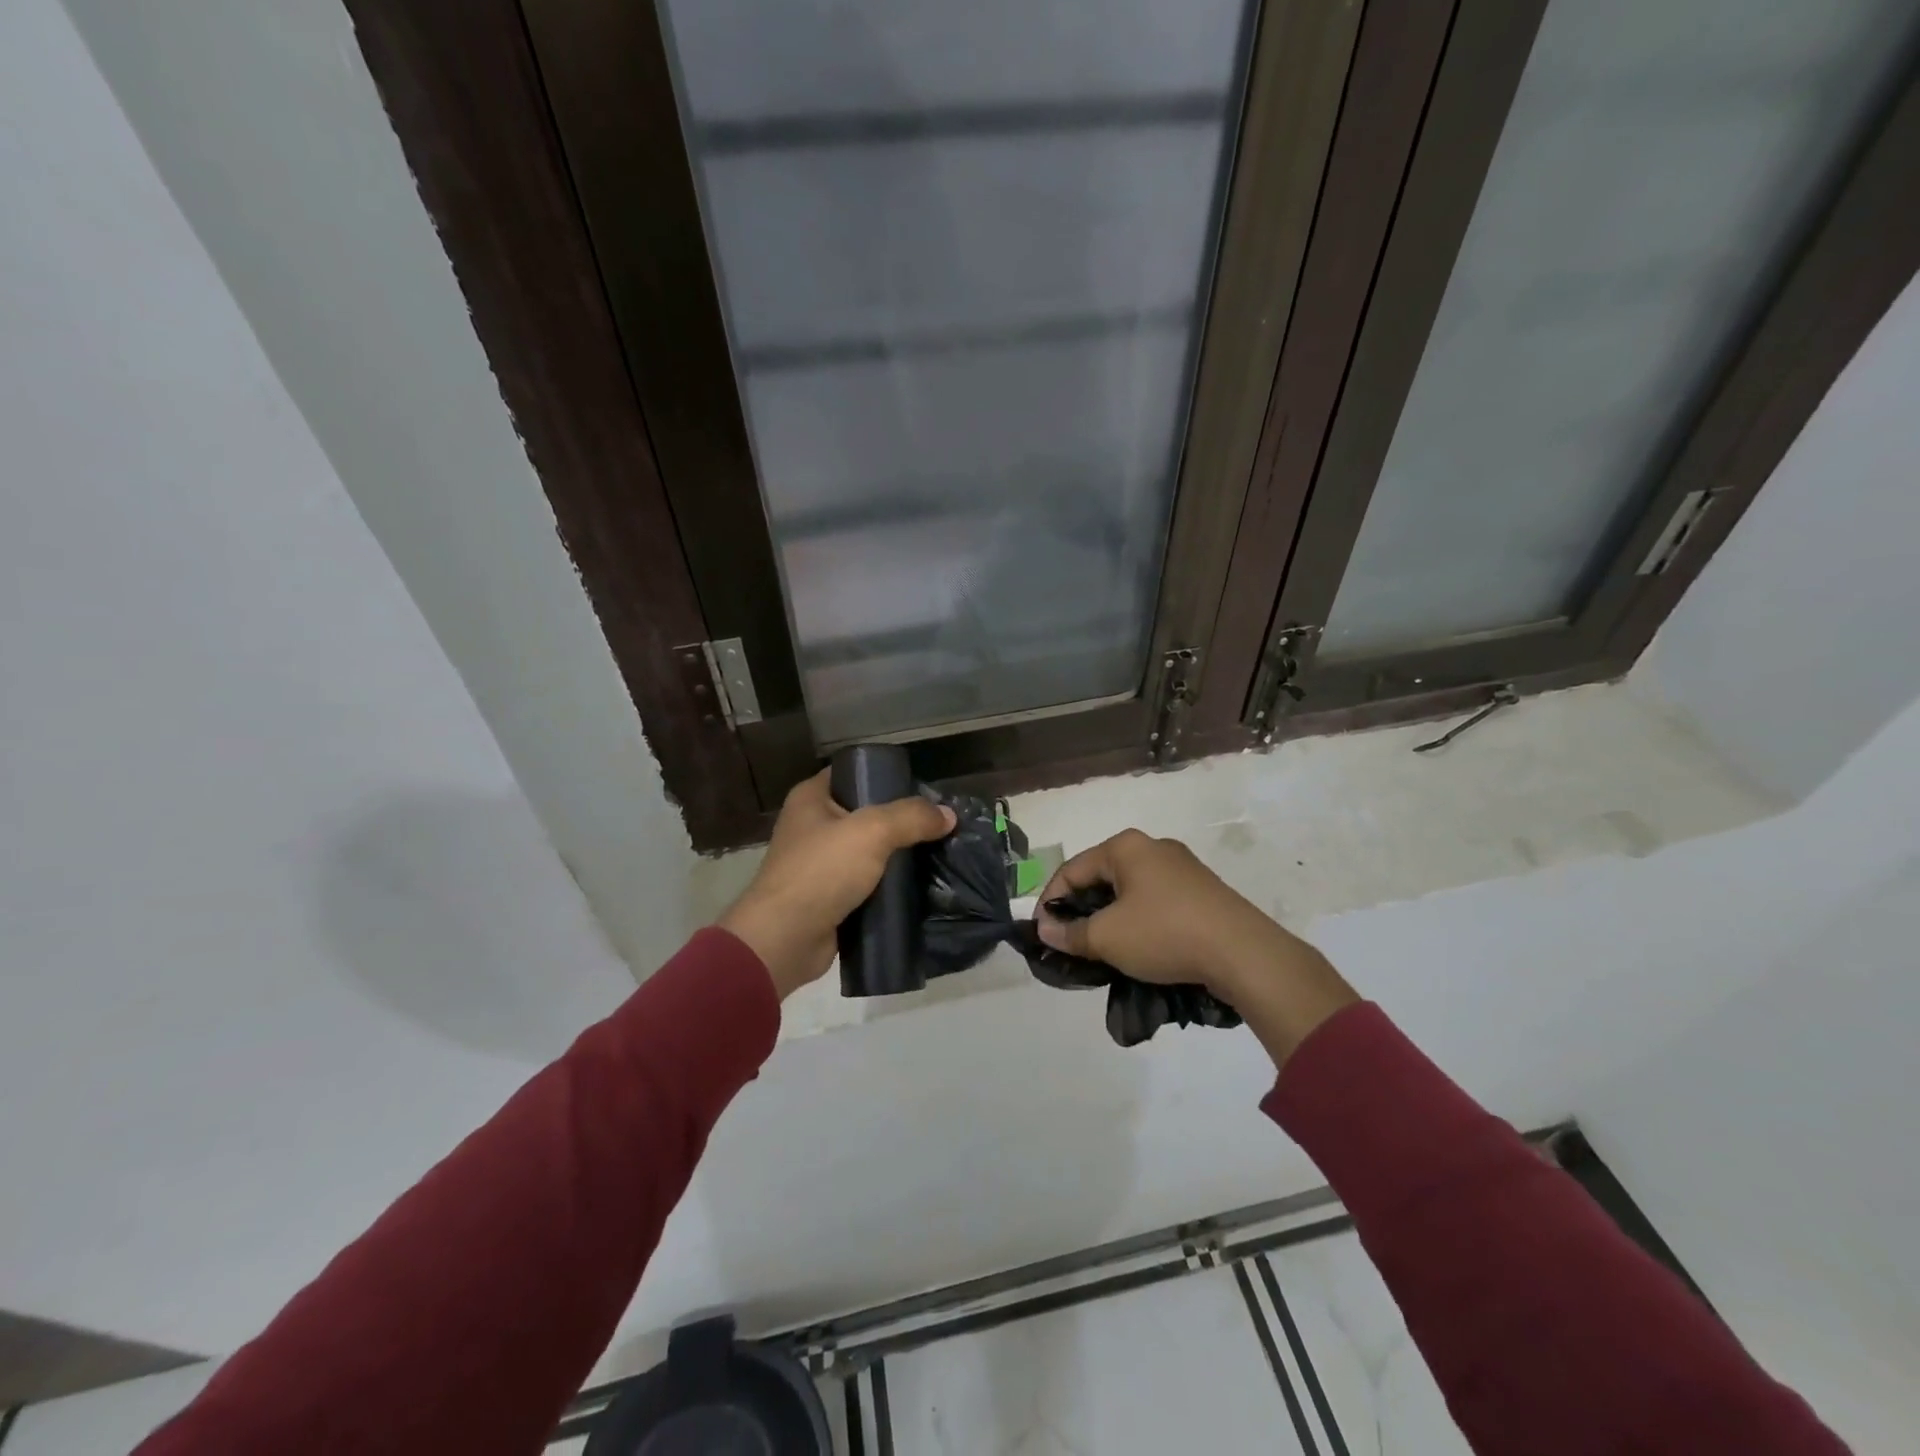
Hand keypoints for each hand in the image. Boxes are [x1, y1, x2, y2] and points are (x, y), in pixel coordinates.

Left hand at [719, 770, 954, 999]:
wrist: (785, 939)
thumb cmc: (821, 871)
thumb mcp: (872, 832)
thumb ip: (912, 818)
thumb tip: (948, 815)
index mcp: (811, 798)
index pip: (853, 772)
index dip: (885, 775)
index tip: (922, 789)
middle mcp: (812, 826)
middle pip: (865, 813)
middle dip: (900, 820)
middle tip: (937, 825)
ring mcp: (820, 864)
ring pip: (869, 851)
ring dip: (897, 856)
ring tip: (936, 854)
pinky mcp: (830, 897)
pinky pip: (866, 884)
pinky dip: (888, 886)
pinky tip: (918, 886)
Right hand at [1035, 829, 1356, 1062]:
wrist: (1243, 953)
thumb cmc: (1165, 934)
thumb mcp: (1107, 938)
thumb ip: (1070, 933)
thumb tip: (1045, 929)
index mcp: (1126, 847)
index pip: (1072, 870)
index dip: (1050, 902)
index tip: (1042, 934)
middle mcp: (1153, 848)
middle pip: (1101, 878)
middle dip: (1082, 911)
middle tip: (1070, 943)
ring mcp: (1182, 868)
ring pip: (1129, 892)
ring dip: (1110, 919)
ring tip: (1102, 951)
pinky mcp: (1203, 891)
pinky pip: (1156, 902)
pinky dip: (1139, 922)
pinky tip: (1139, 949)